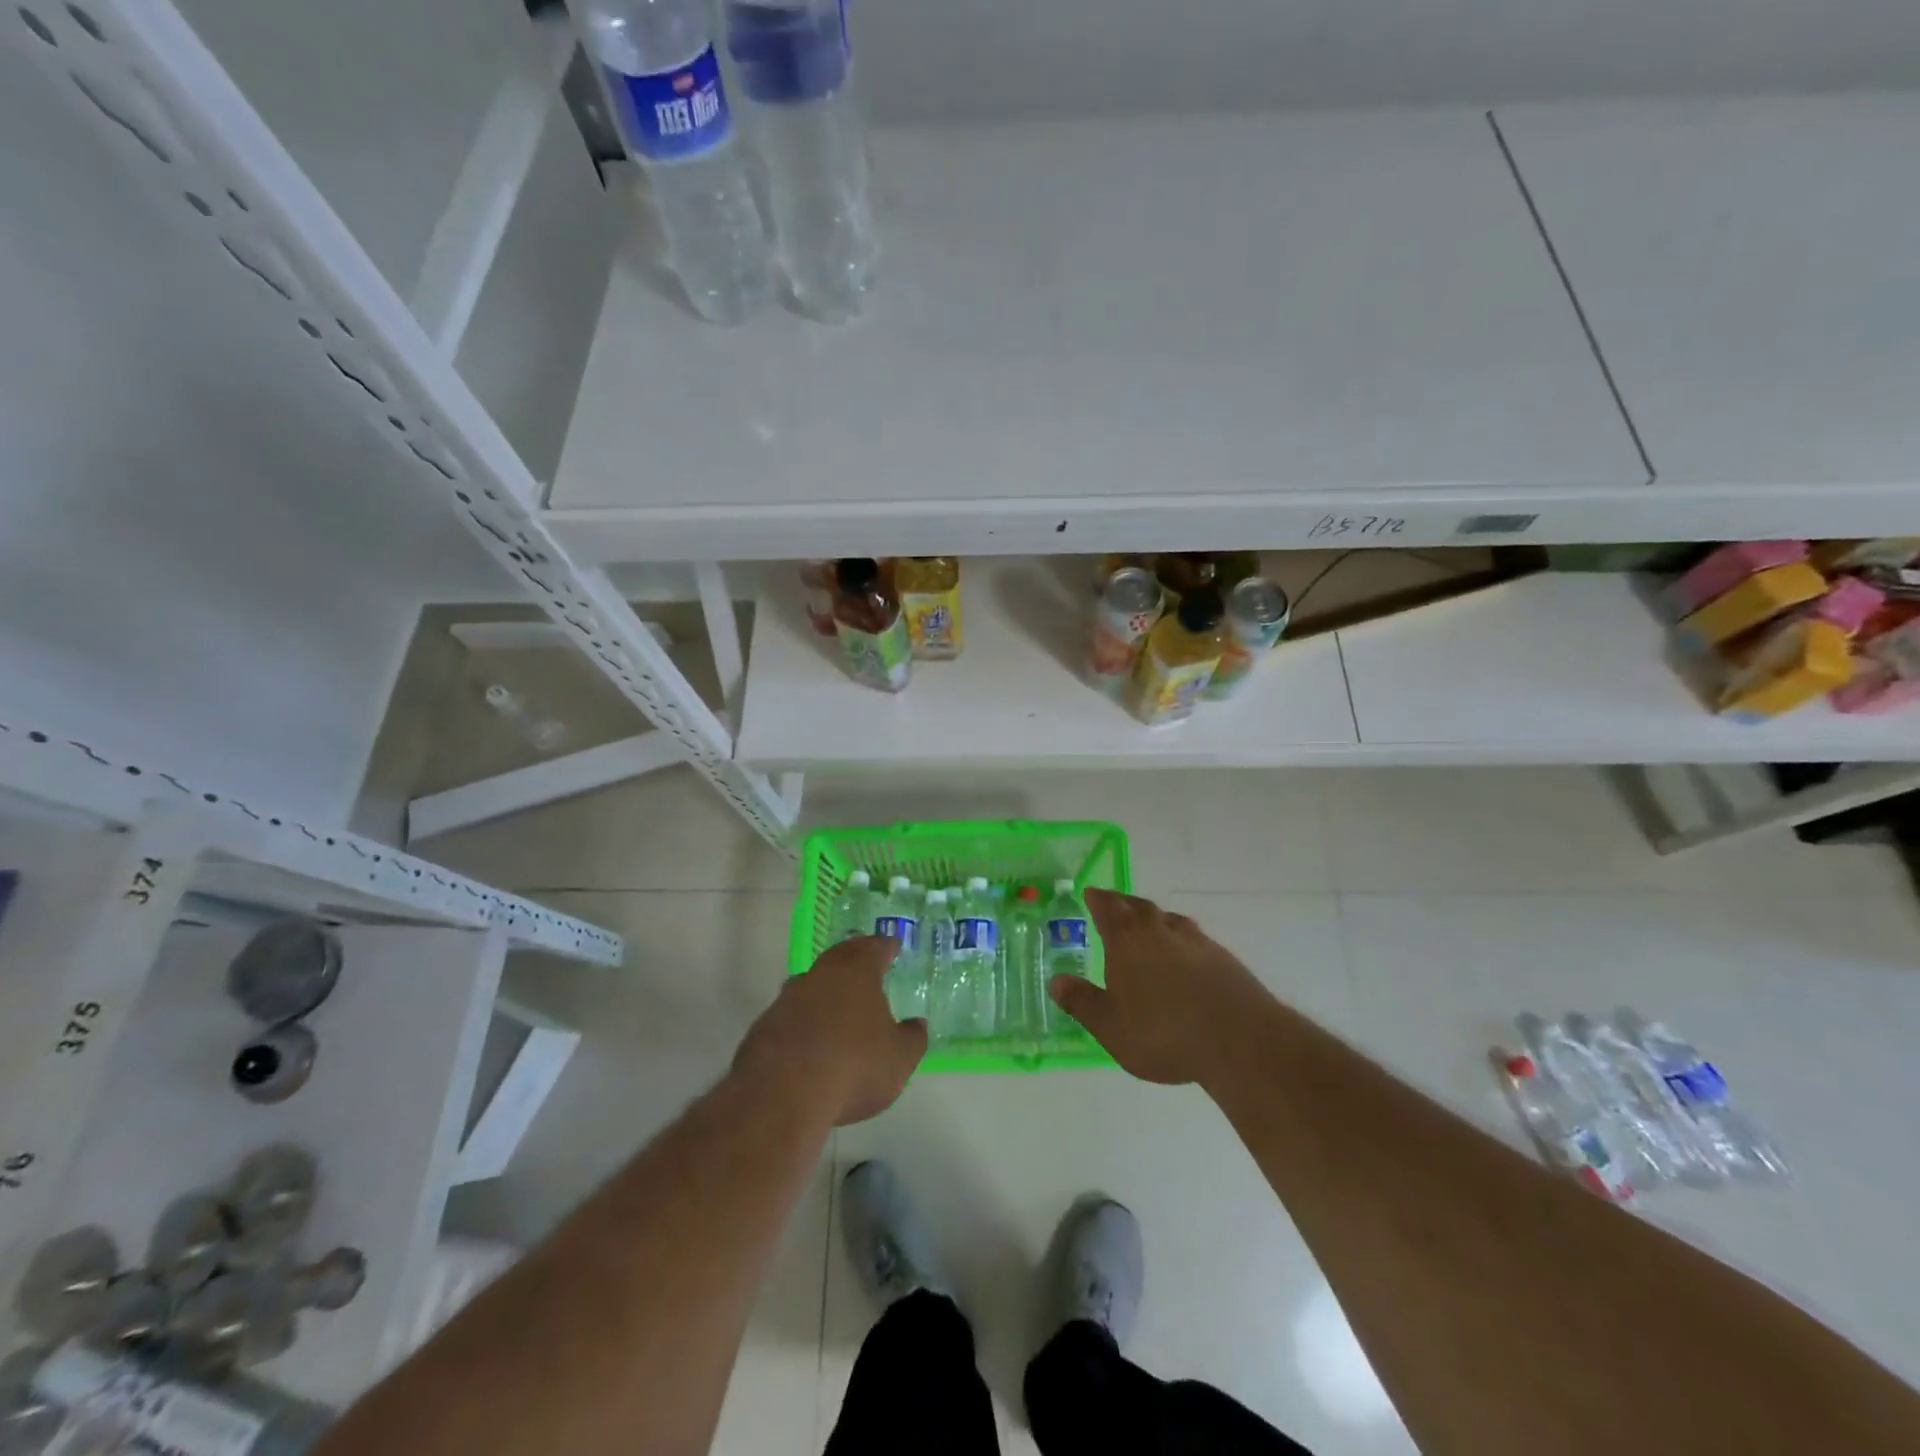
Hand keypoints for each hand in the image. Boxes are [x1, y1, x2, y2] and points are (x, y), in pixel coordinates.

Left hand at [733, 936, 925, 1125]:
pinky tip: (810, 1040)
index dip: (886, 947)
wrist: (782, 1095)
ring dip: (825, 989)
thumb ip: (912, 1038)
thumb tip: (916, 1025)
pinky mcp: (764, 1026)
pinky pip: (791, 1013)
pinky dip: (803, 1019)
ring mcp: (787, 998)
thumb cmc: (853, 1067)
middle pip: (840, 957)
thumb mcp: (899, 1059)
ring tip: (838, 1005)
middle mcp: (821, 975)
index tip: (893, 947)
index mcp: (857, 972)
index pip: (875, 948)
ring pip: (811, 983)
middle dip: (854, 958)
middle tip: (866, 964)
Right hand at [1050, 889, 1269, 1085]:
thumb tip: (1056, 981)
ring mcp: (1196, 942)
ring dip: (1155, 918)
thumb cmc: (1163, 1033)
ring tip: (1150, 924)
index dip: (1098, 900)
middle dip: (1124, 903)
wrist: (1239, 1040)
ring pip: (1170, 919)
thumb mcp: (1111, 1027)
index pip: (1108, 910)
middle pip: (1139, 907)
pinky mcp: (1224, 959)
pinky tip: (1186, 956)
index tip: (1091, 892)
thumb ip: (1082, 1002)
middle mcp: (1160, 932)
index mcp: (1127, 942)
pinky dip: (1182, 940)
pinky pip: (1195, 939)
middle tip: (1115, 903)